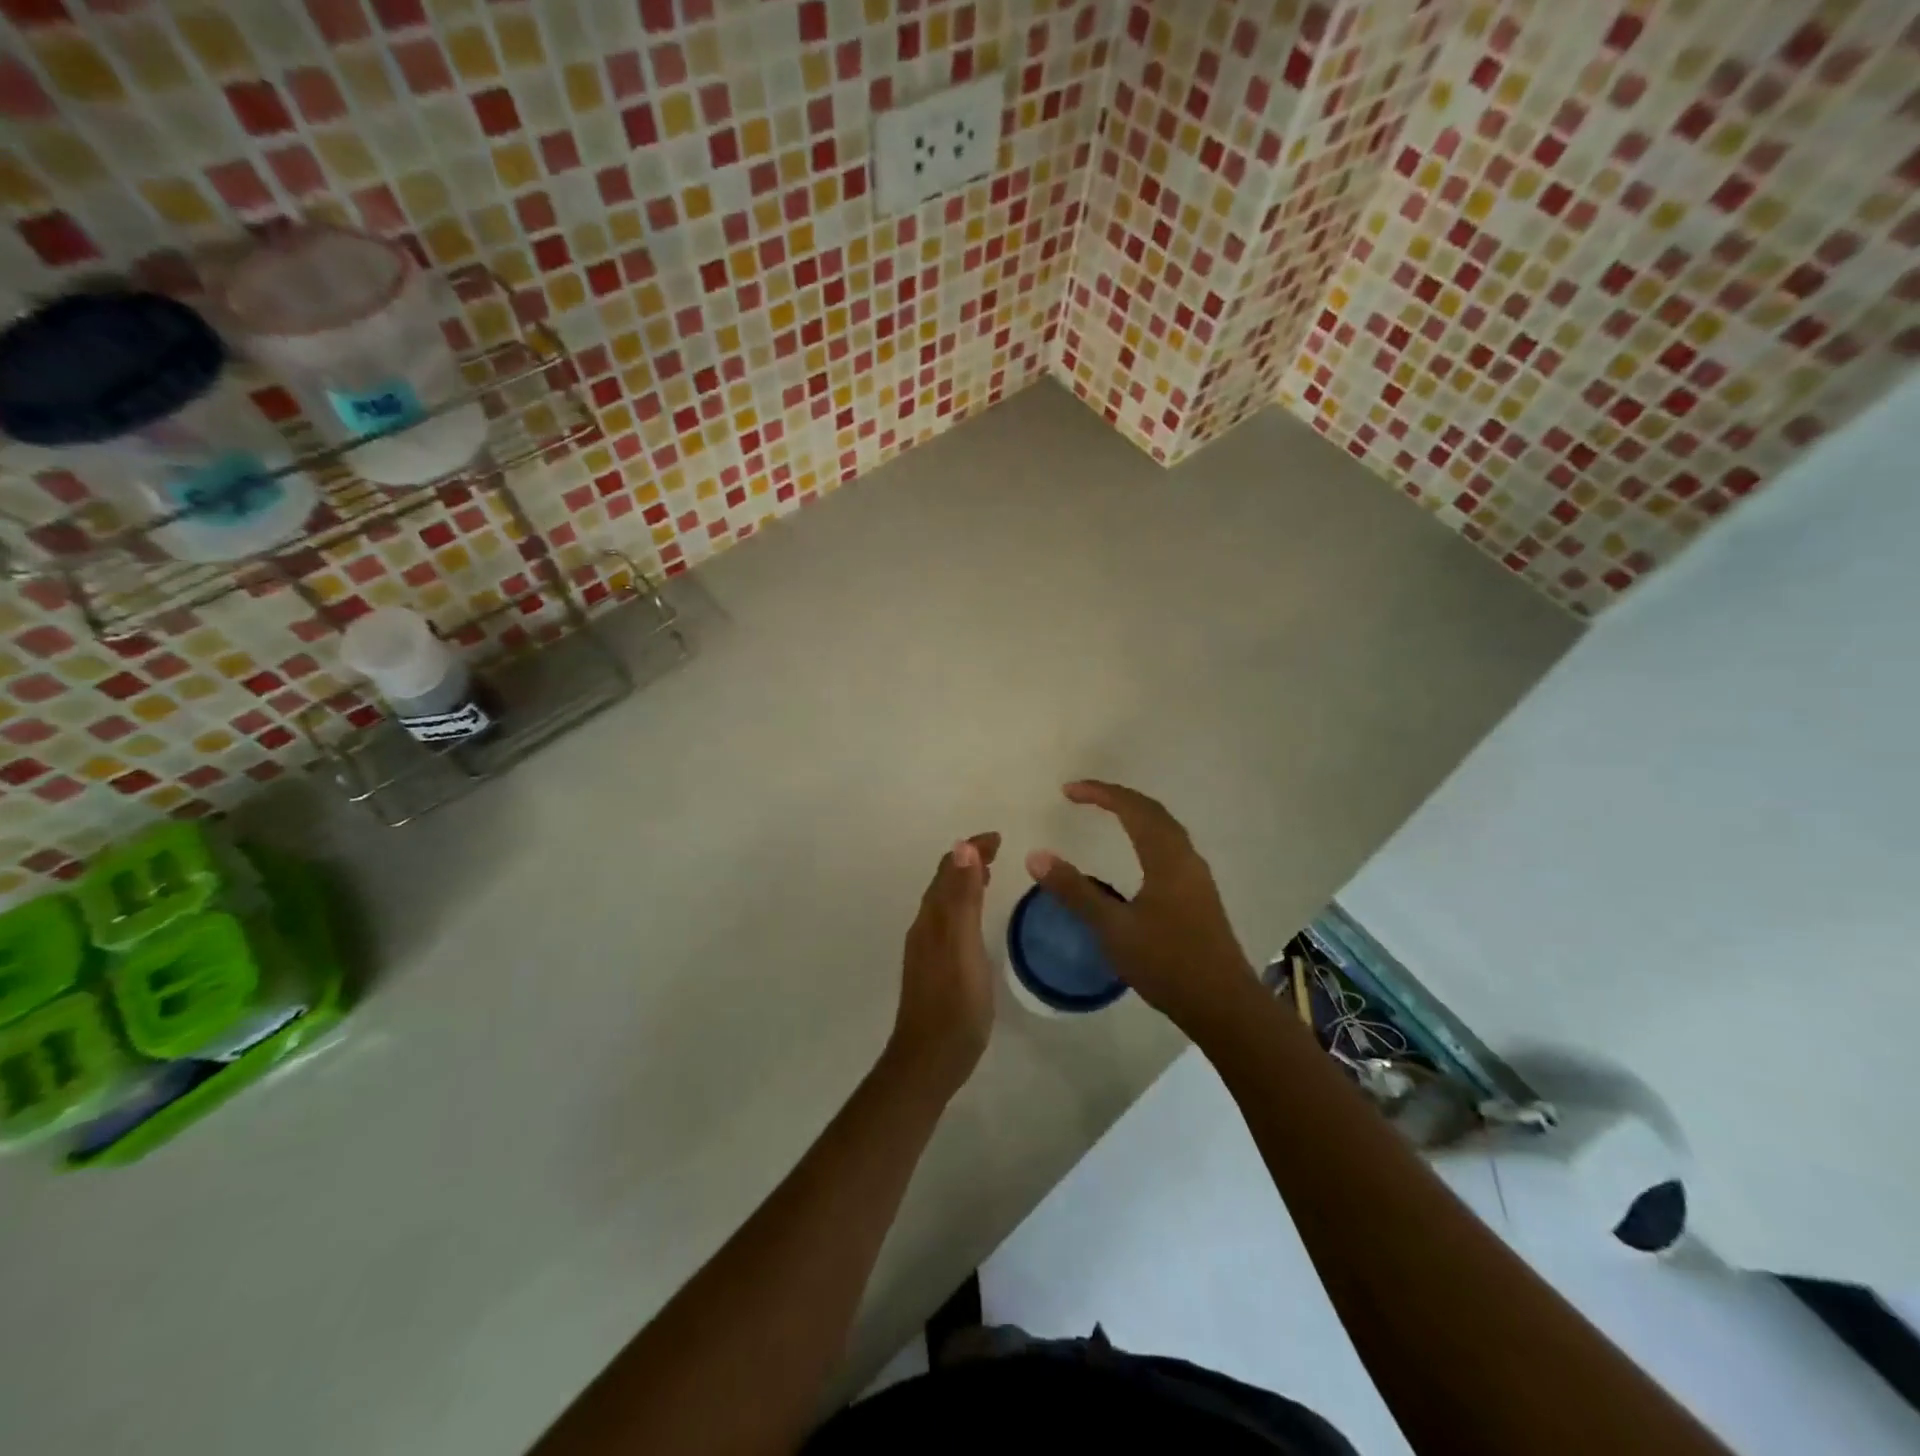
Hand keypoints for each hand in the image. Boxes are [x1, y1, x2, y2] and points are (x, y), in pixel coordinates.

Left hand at [888, 832, 1000, 1098]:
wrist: (930, 1060)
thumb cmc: (954, 1003)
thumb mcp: (963, 945)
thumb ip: (963, 898)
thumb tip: (963, 847)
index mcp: (932, 918)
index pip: (949, 869)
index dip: (971, 849)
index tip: (998, 838)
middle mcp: (925, 928)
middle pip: (943, 883)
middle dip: (968, 861)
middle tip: (997, 851)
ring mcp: (926, 950)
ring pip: (944, 903)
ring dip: (964, 882)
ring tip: (988, 875)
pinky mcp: (933, 969)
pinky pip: (948, 922)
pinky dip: (962, 906)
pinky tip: (975, 922)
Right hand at [1025, 781, 1258, 1036]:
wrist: (1224, 1006)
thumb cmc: (1167, 963)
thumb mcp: (1113, 928)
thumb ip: (1074, 891)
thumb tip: (1036, 856)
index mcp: (1167, 858)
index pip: (1133, 808)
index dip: (1100, 793)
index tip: (1068, 791)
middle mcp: (1186, 859)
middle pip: (1153, 812)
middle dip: (1118, 798)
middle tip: (1084, 796)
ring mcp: (1197, 878)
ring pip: (1166, 830)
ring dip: (1136, 815)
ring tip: (1108, 815)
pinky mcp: (1200, 896)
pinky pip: (1171, 847)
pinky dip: (1147, 835)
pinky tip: (1137, 855)